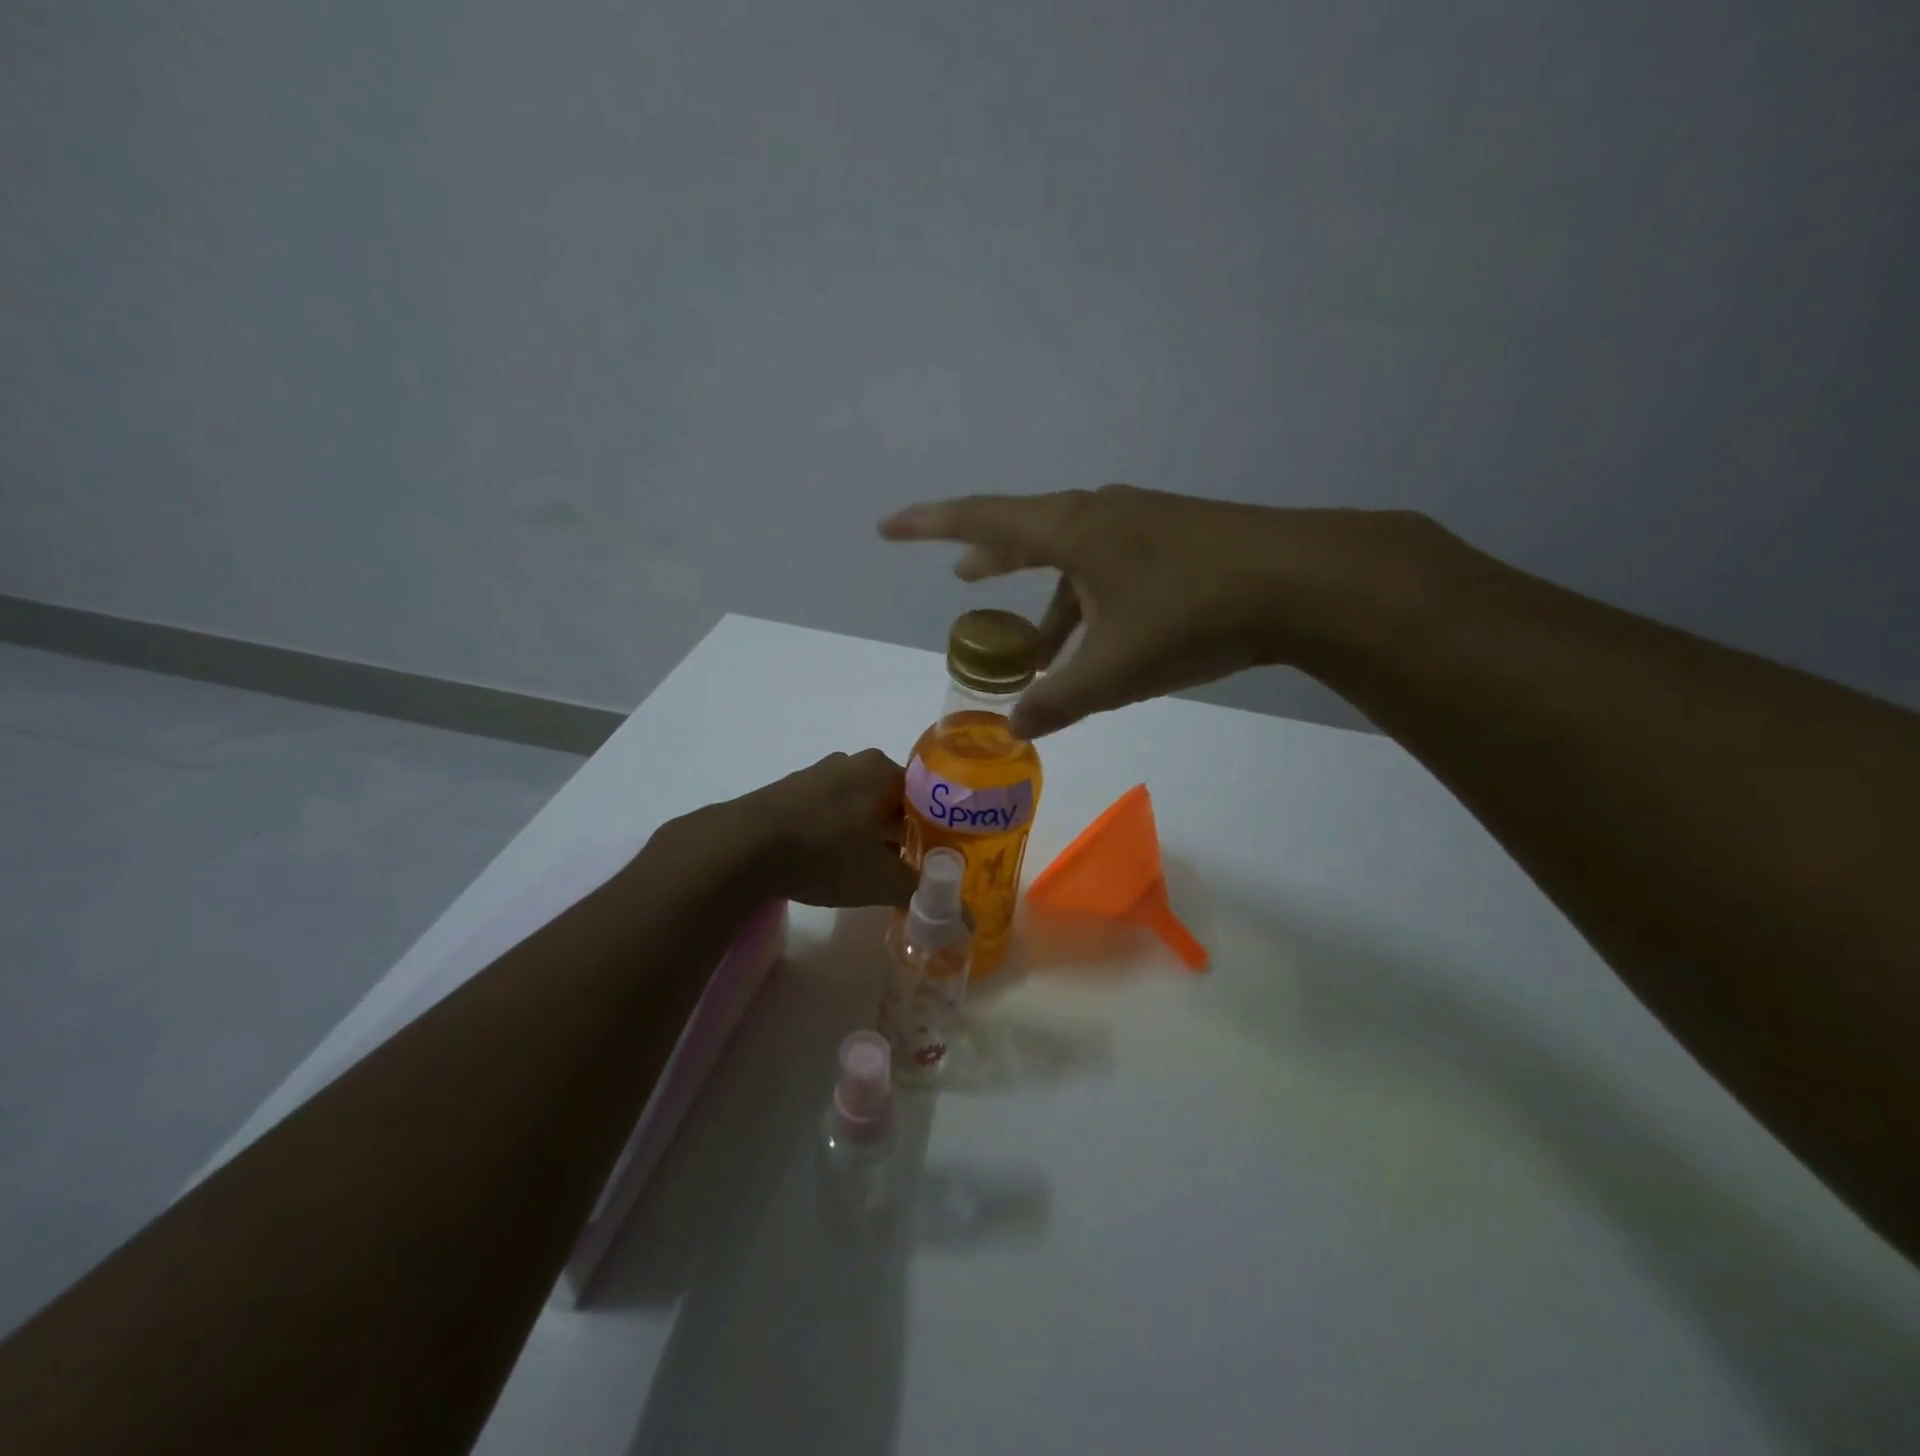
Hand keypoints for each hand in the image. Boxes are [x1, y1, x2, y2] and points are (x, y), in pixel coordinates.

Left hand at [720, 749, 919, 907]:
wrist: (741, 848)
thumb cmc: (825, 852)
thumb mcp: (880, 879)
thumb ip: (921, 892)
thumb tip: (965, 919)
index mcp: (879, 769)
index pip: (923, 794)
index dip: (933, 828)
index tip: (935, 858)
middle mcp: (849, 763)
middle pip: (888, 801)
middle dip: (898, 834)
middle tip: (906, 869)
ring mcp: (813, 776)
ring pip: (855, 807)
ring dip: (865, 836)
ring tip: (869, 872)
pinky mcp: (784, 795)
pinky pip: (823, 814)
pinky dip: (833, 836)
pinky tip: (829, 865)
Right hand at [881, 485, 1442, 736]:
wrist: (1303, 581)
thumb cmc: (1192, 616)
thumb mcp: (1114, 670)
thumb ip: (1057, 701)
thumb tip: (1015, 730)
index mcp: (1072, 530)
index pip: (980, 520)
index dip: (928, 526)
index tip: (888, 528)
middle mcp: (1101, 513)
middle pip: (1028, 533)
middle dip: (993, 560)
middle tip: (966, 579)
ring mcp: (1143, 521)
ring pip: (1076, 558)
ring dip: (1050, 597)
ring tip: (1038, 645)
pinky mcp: (1178, 538)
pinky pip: (1111, 566)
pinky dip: (1090, 599)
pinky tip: (1104, 634)